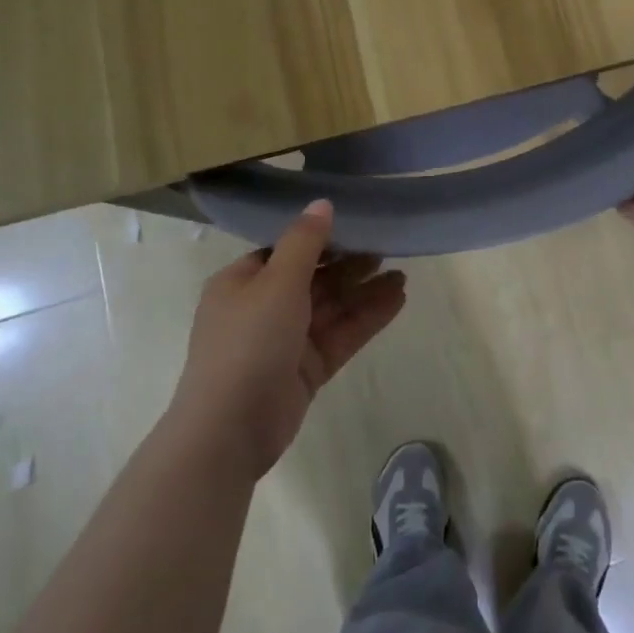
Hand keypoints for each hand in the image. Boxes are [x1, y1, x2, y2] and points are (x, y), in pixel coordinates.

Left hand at [170, 201, 405, 477]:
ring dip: (364, 291)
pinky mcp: (305, 369)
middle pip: (313, 278)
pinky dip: (366, 318)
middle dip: (349, 264)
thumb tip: (322, 202)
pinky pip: (340, 335)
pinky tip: (397, 300)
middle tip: (387, 246)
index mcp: (242, 282)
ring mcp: (285, 341)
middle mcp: (262, 307)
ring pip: (331, 308)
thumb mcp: (277, 281)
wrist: (230, 430)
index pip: (285, 250)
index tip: (356, 223)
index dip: (320, 237)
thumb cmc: (248, 342)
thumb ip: (305, 241)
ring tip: (403, 275)